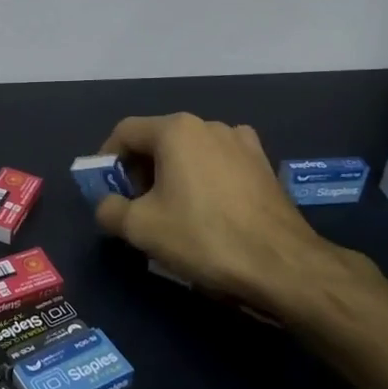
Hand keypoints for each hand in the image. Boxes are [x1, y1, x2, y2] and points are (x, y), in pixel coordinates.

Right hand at [92, 113, 378, 323]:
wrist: (282, 264)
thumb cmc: (203, 236)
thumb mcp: (140, 228)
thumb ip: (109, 209)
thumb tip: (107, 204)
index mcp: (176, 129)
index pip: (125, 132)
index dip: (107, 159)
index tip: (105, 188)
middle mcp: (209, 124)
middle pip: (158, 139)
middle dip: (139, 169)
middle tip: (135, 205)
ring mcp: (241, 142)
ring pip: (190, 151)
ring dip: (172, 175)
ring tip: (171, 211)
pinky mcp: (263, 164)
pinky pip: (219, 164)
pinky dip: (203, 180)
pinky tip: (208, 212)